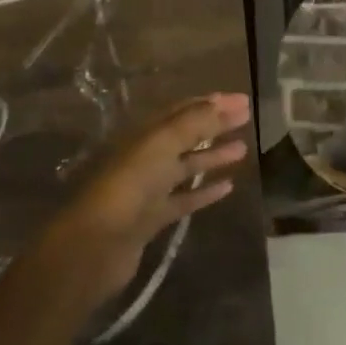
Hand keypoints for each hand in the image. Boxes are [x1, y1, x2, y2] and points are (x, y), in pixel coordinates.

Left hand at [38, 94, 250, 311]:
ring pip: (186, 166)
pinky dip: (205, 192)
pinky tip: (228, 187)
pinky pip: (184, 199)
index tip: (242, 101)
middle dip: (216, 125)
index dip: (212, 104)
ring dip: (213, 156)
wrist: (97, 243)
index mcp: (145, 133)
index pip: (183, 110)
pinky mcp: (153, 218)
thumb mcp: (161, 144)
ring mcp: (149, 188)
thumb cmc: (129, 184)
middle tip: (247, 118)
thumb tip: (223, 102)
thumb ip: (193, 123)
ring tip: (243, 149)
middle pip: (186, 135)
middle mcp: (147, 155)